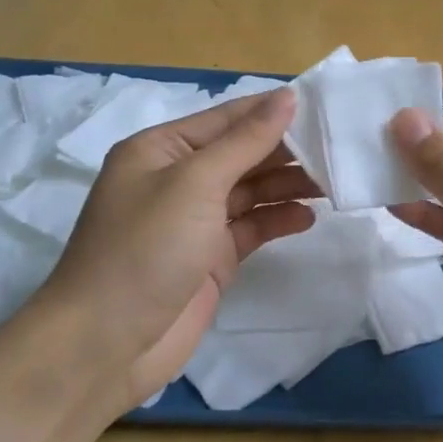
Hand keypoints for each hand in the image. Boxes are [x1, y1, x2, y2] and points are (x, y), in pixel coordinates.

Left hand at [37, 87, 317, 412]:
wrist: (104, 345)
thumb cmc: (145, 249)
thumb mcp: (195, 183)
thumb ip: (246, 141)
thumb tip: (287, 96)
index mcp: (162, 149)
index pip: (227, 118)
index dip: (273, 110)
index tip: (325, 104)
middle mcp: (177, 178)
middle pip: (242, 153)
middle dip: (286, 150)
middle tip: (338, 147)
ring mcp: (194, 220)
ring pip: (251, 190)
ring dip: (288, 184)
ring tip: (333, 182)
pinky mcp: (210, 258)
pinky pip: (251, 227)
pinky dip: (277, 220)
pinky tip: (307, 217)